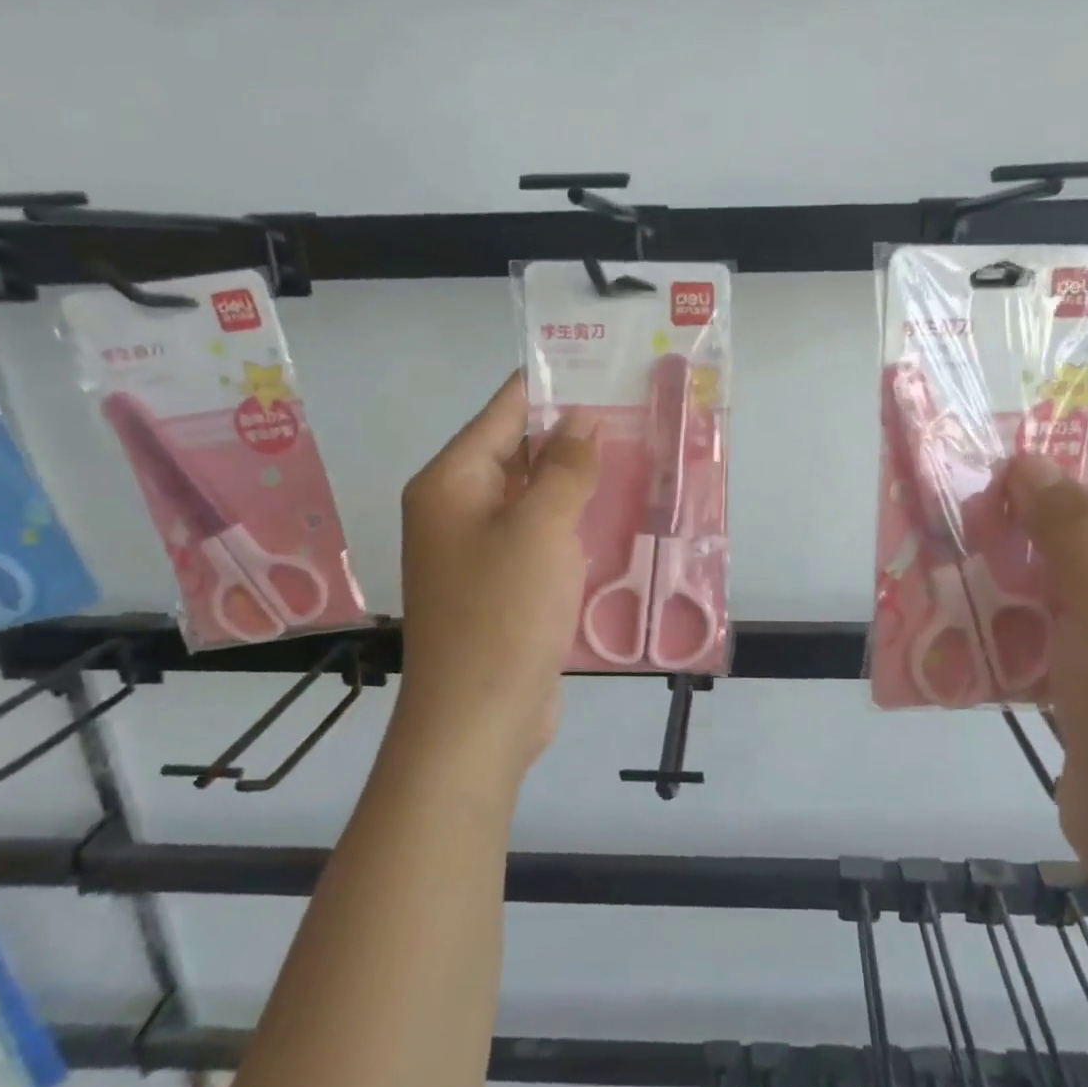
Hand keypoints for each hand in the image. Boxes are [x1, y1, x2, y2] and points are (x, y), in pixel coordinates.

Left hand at [398, 373, 599, 778]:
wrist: (479, 720)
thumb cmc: (503, 613)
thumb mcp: (539, 529)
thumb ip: (563, 468)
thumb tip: (581, 419)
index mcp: (451, 483)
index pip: (502, 413)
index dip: (548, 387)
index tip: (597, 366)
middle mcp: (459, 510)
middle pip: (517, 453)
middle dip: (570, 435)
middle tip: (633, 412)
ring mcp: (480, 551)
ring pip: (534, 498)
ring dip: (576, 482)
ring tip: (636, 455)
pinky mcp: (504, 585)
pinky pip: (541, 537)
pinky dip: (573, 524)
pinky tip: (615, 516)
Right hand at [1005, 418, 1087, 891]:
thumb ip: (1069, 527)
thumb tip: (1027, 464)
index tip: (1064, 434)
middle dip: (1056, 511)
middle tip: (987, 496)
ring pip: (1081, 577)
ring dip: (1030, 562)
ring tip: (968, 546)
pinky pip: (1062, 623)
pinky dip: (1024, 611)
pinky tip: (973, 606)